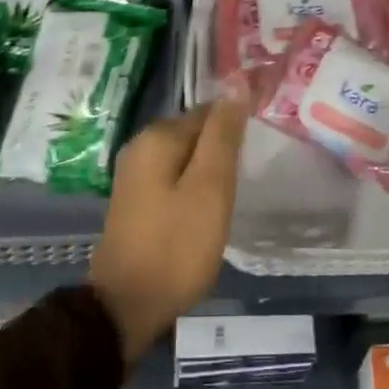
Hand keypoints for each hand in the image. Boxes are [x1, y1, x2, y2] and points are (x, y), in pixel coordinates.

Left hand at [89, 99, 249, 364]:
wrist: (127, 305)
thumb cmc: (176, 246)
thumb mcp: (210, 187)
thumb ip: (223, 135)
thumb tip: (236, 83)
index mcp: (158, 136)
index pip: (210, 111)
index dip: (237, 126)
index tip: (260, 150)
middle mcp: (141, 146)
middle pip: (196, 132)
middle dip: (223, 148)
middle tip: (250, 174)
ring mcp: (134, 174)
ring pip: (186, 158)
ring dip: (210, 170)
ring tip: (236, 192)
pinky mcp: (136, 199)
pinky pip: (174, 178)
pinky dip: (194, 187)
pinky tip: (209, 208)